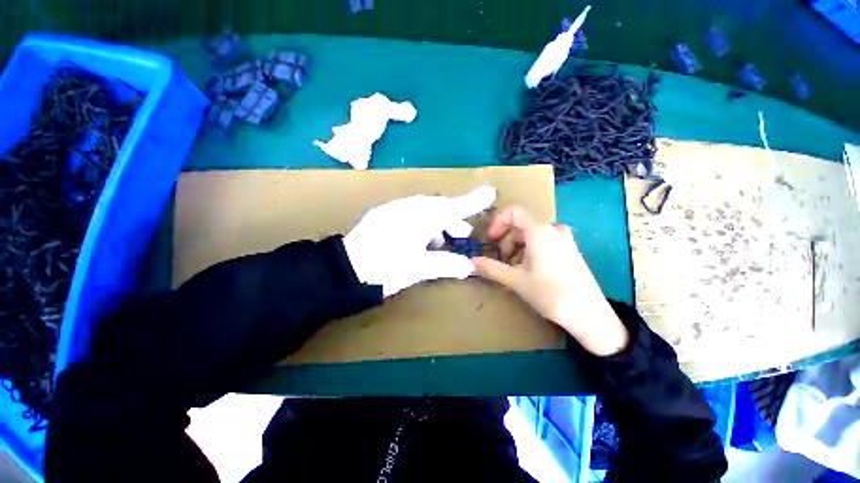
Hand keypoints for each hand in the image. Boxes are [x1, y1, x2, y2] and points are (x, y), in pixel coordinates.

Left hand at [344, 186, 496, 296]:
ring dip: (437, 222)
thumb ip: (446, 264)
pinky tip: (420, 239)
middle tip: (464, 233)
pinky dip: (421, 223)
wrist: (343, 270)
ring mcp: (393, 209)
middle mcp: (407, 207)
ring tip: (442, 241)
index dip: (471, 202)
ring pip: (424, 210)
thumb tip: (468, 266)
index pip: (452, 208)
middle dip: (453, 219)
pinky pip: (410, 213)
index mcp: (418, 218)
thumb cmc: (383, 268)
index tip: (490, 193)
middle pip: (438, 207)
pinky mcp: (383, 215)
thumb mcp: (418, 269)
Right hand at [472, 206, 628, 355]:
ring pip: (531, 235)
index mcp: (539, 231)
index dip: (497, 223)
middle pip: (521, 225)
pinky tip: (529, 271)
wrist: (589, 315)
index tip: (490, 241)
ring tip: (514, 269)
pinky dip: (530, 251)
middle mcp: (553, 229)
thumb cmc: (550, 293)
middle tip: (500, 261)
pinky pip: (544, 242)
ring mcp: (565, 239)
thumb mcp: (515, 280)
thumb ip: (490, 268)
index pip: (513, 212)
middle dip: (506, 241)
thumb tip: (470, 262)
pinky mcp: (570, 250)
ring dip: (517, 248)